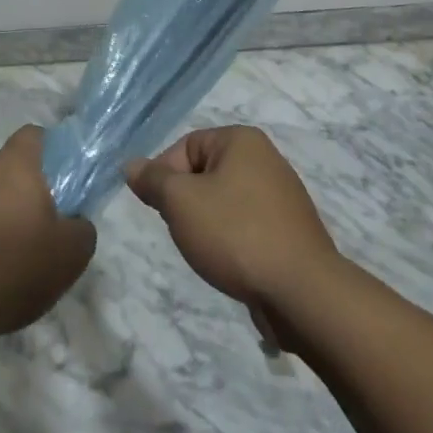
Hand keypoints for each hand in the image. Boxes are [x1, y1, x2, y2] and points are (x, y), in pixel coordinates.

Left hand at [0, 126, 96, 336]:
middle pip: (5, 170)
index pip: (33, 136)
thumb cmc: (15, 268)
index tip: (60, 180)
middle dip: (21, 193)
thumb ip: (81, 227)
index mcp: (13, 166)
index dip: (50, 151)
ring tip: (5, 259)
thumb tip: (74, 222)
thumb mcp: (71, 254)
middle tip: (38, 229)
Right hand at [126, 126, 339, 331]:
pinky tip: (230, 263)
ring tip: (208, 250)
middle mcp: (265, 159)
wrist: (301, 291)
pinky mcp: (289, 230)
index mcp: (242, 140)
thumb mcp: (181, 202)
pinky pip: (247, 225)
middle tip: (182, 230)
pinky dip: (232, 240)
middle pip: (204, 173)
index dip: (164, 176)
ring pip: (224, 201)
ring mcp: (282, 196)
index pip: (185, 146)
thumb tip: (131, 165)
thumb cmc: (235, 233)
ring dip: (207, 224)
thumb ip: (153, 180)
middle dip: (186, 202)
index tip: (159, 209)